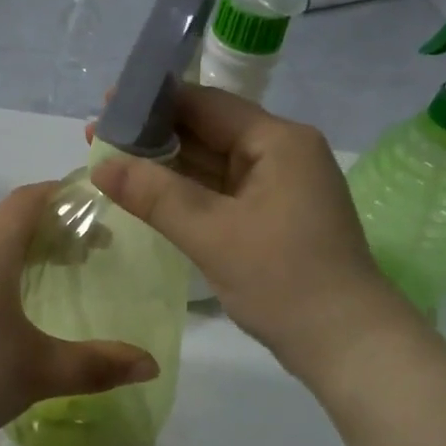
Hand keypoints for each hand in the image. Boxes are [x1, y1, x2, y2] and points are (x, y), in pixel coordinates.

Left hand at [0, 183, 159, 445]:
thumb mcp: (39, 372)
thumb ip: (97, 365)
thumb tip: (151, 364)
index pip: (27, 201)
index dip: (64, 193)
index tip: (102, 203)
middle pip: (16, 223)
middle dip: (60, 226)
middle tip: (100, 248)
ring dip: (37, 251)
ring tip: (72, 274)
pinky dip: (16, 274)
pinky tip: (29, 311)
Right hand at [90, 86, 414, 380]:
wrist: (346, 343)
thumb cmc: (283, 280)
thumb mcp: (213, 235)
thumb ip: (155, 195)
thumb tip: (101, 164)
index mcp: (278, 141)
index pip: (207, 105)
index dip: (153, 103)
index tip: (105, 105)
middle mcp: (284, 153)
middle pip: (211, 132)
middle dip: (156, 136)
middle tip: (98, 138)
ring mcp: (282, 187)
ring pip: (216, 165)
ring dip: (170, 166)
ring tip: (114, 163)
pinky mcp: (277, 217)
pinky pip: (226, 193)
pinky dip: (191, 193)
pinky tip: (153, 194)